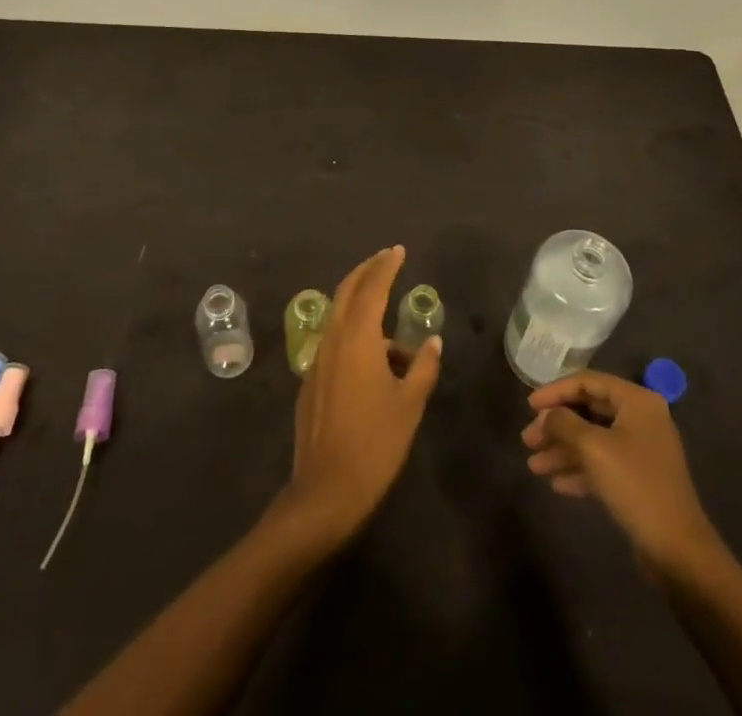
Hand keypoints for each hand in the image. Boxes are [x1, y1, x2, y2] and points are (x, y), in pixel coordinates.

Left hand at [277, 246, 440, 549]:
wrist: (326, 491)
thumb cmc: (375, 444)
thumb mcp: (409, 405)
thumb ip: (422, 368)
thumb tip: (431, 343)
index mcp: (357, 338)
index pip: (372, 287)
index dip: (386, 266)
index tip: (398, 250)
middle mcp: (333, 340)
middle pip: (348, 291)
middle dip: (367, 271)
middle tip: (387, 259)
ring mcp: (318, 360)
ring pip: (340, 318)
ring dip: (363, 309)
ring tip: (397, 338)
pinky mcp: (311, 381)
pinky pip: (335, 344)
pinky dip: (355, 337)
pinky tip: (376, 365)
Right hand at [523, 370, 721, 576]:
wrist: (678, 550)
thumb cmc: (635, 485)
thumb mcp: (593, 448)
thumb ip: (564, 423)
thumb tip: (547, 415)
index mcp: (636, 401)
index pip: (587, 382)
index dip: (555, 391)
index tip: (529, 406)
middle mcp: (640, 419)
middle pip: (588, 411)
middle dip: (556, 426)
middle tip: (528, 440)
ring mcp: (640, 450)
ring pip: (592, 440)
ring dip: (563, 450)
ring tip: (534, 466)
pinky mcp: (638, 479)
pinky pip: (602, 464)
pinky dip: (579, 470)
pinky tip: (556, 484)